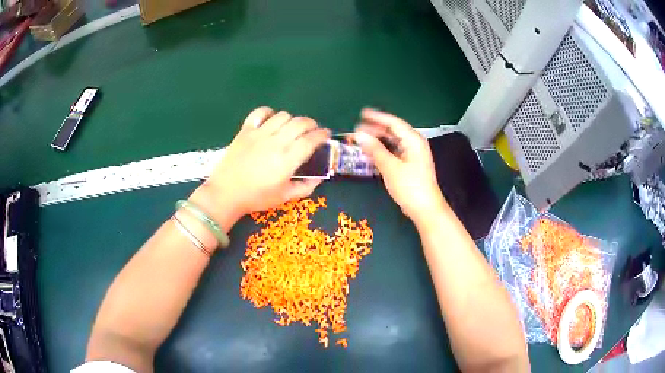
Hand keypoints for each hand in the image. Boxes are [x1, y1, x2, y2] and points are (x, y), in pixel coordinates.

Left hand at [190, 107, 329, 228]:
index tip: (326, 135)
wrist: (226, 193)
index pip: (311, 139)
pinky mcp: (245, 130)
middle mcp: (275, 142)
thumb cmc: (256, 197)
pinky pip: (260, 112)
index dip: (322, 135)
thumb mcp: (285, 197)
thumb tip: (320, 177)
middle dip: (311, 124)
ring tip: (292, 128)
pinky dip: (269, 113)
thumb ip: (306, 187)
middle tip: (312, 131)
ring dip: (292, 119)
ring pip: (283, 115)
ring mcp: (259, 134)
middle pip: (300, 123)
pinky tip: (271, 121)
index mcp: (287, 160)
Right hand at [353, 108, 445, 223]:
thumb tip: (359, 134)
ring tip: (360, 140)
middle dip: (375, 130)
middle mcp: (414, 144)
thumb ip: (375, 149)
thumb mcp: (390, 167)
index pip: (393, 123)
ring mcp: (412, 155)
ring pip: (392, 143)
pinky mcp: (409, 166)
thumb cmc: (410, 187)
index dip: (377, 117)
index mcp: (413, 140)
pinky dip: (382, 151)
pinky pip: (393, 152)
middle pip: (393, 132)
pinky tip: (370, 153)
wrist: (425, 209)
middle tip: (356, 130)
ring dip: (377, 141)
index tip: (362, 113)